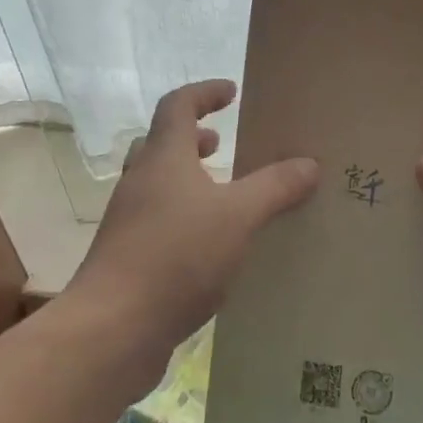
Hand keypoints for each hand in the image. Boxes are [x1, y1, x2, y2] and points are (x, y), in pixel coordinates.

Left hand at [68, 79, 317, 375]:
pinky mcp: (128, 258)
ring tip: (224, 194)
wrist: (112, 330)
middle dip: (192, 138)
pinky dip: (184, 218)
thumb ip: (274, 187)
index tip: (231, 92)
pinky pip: (158, 222)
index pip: (177, 106)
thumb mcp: (238, 216)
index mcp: (163, 159)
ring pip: (158, 185)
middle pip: (161, 144)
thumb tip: (309, 163)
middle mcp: (140, 182)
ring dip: (188, 180)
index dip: (204, 93)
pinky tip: (212, 246)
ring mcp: (129, 222)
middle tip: (222, 143)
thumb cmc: (176, 256)